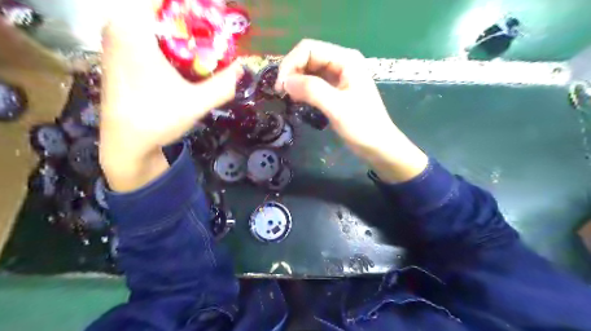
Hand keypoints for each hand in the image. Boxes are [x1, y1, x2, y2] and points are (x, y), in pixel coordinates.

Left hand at [99, 0, 241, 190]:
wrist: (125, 145)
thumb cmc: (157, 119)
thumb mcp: (196, 103)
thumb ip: (223, 85)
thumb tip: (242, 68)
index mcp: (132, 29)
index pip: (162, 0)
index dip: (193, 6)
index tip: (216, 15)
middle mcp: (117, 28)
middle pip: (160, 10)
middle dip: (190, 21)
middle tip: (215, 34)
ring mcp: (114, 42)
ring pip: (152, 23)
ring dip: (180, 32)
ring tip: (204, 48)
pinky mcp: (118, 57)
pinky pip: (146, 36)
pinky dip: (169, 42)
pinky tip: (185, 62)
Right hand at [275, 40, 427, 183]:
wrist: (378, 145)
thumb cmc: (362, 126)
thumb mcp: (337, 107)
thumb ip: (311, 90)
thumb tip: (285, 82)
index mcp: (346, 59)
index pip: (309, 48)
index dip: (290, 64)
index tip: (280, 87)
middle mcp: (341, 62)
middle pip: (308, 57)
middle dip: (291, 72)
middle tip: (281, 93)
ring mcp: (339, 76)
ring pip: (309, 70)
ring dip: (296, 80)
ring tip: (287, 97)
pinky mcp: (336, 89)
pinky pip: (314, 82)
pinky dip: (303, 88)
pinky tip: (298, 99)